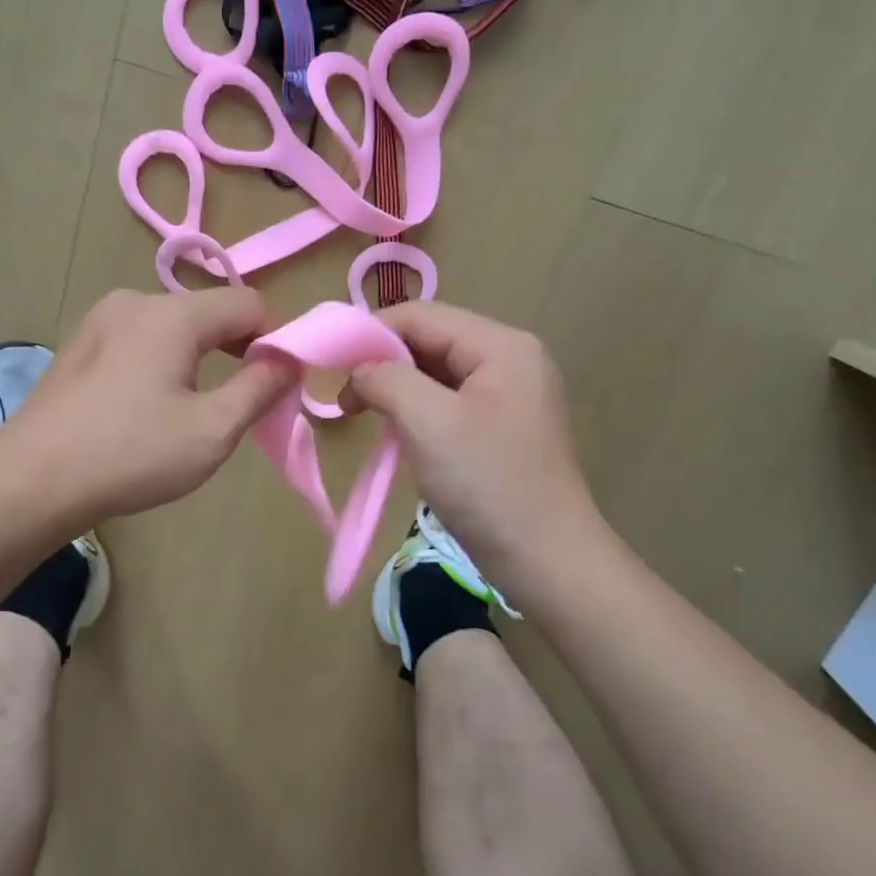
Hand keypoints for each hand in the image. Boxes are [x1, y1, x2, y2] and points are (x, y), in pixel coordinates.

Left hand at [3, 287, 296, 524]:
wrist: (31, 480)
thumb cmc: (131, 454)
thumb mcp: (212, 430)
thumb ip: (259, 389)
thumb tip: (289, 361)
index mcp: (172, 314)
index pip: (249, 304)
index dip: (275, 340)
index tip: (277, 385)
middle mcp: (134, 301)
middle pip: (208, 313)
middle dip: (236, 350)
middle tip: (241, 403)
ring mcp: (99, 320)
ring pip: (172, 327)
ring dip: (198, 358)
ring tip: (193, 410)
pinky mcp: (78, 345)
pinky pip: (138, 341)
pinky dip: (161, 363)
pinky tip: (147, 407)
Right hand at [343, 302, 604, 591]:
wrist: (545, 560)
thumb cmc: (486, 483)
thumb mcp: (428, 421)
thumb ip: (387, 378)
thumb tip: (359, 369)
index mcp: (502, 346)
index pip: (423, 316)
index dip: (371, 332)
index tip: (330, 364)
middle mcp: (510, 360)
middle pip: (431, 341)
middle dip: (383, 363)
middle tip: (345, 398)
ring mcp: (509, 396)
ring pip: (437, 374)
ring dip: (396, 388)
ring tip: (362, 413)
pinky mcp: (501, 428)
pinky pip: (449, 403)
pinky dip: (416, 411)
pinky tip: (396, 432)